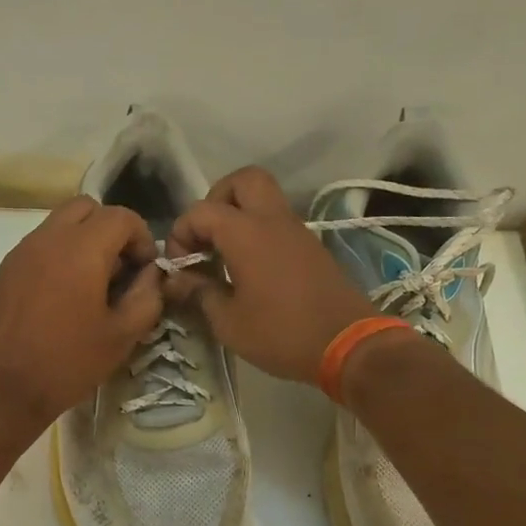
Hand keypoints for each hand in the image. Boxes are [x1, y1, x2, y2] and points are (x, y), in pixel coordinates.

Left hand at [0, 196, 162, 436]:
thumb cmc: (66, 363)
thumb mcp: (121, 336)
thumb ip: (146, 296)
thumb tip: (152, 274)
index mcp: (81, 249)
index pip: (121, 216)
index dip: (142, 237)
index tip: (145, 270)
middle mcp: (49, 238)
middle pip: (87, 207)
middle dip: (111, 229)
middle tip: (119, 268)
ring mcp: (21, 251)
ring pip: (60, 223)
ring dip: (84, 239)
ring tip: (92, 284)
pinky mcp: (5, 269)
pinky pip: (40, 244)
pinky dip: (60, 254)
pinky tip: (63, 296)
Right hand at [163, 166, 376, 382]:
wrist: (349, 345)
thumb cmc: (281, 333)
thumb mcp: (228, 322)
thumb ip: (199, 292)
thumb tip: (177, 280)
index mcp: (246, 232)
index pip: (200, 211)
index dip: (181, 233)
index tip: (180, 266)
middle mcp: (272, 220)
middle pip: (243, 180)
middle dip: (217, 199)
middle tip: (207, 236)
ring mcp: (296, 231)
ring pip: (264, 199)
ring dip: (239, 216)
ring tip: (224, 255)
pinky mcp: (311, 247)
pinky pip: (278, 222)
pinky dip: (258, 232)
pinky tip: (248, 269)